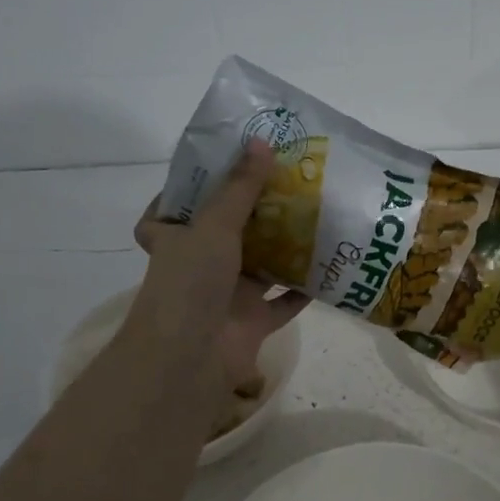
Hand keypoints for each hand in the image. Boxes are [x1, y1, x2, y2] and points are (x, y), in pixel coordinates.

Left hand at [130, 140, 307, 389]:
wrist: (191, 359)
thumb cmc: (191, 282)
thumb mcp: (214, 224)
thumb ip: (240, 187)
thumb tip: (260, 141)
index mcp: (175, 240)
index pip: (168, 213)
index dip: (187, 192)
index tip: (217, 170)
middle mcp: (199, 266)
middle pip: (225, 234)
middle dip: (254, 212)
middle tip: (287, 182)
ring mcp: (227, 295)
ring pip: (260, 265)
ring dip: (284, 246)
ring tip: (316, 213)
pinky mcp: (253, 321)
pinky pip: (285, 300)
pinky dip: (305, 288)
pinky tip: (331, 264)